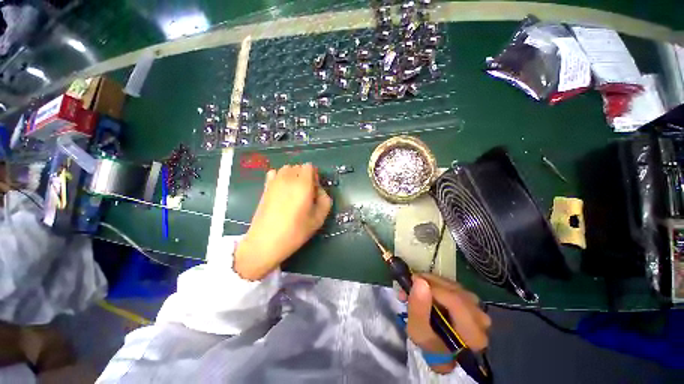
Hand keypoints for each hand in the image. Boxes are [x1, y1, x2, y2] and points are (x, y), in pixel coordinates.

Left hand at [234, 163, 331, 279]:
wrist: (265, 242)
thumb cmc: (295, 232)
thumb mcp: (318, 219)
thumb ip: (325, 199)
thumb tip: (319, 190)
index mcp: (303, 184)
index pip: (309, 167)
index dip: (314, 176)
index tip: (314, 190)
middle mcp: (288, 178)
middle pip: (298, 167)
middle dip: (304, 176)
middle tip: (305, 193)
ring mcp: (274, 182)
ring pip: (286, 169)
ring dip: (293, 176)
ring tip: (293, 192)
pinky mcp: (265, 187)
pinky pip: (274, 173)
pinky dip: (280, 177)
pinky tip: (281, 190)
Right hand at [402, 274, 490, 373]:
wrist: (441, 351)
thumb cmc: (429, 345)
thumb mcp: (418, 332)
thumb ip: (418, 309)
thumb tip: (419, 281)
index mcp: (473, 334)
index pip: (454, 301)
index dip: (432, 287)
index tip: (413, 280)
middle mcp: (481, 319)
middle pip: (455, 291)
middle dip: (430, 283)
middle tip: (412, 282)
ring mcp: (478, 309)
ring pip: (454, 286)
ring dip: (433, 282)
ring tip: (418, 286)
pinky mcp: (472, 302)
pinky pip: (454, 285)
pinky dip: (438, 283)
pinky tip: (427, 288)